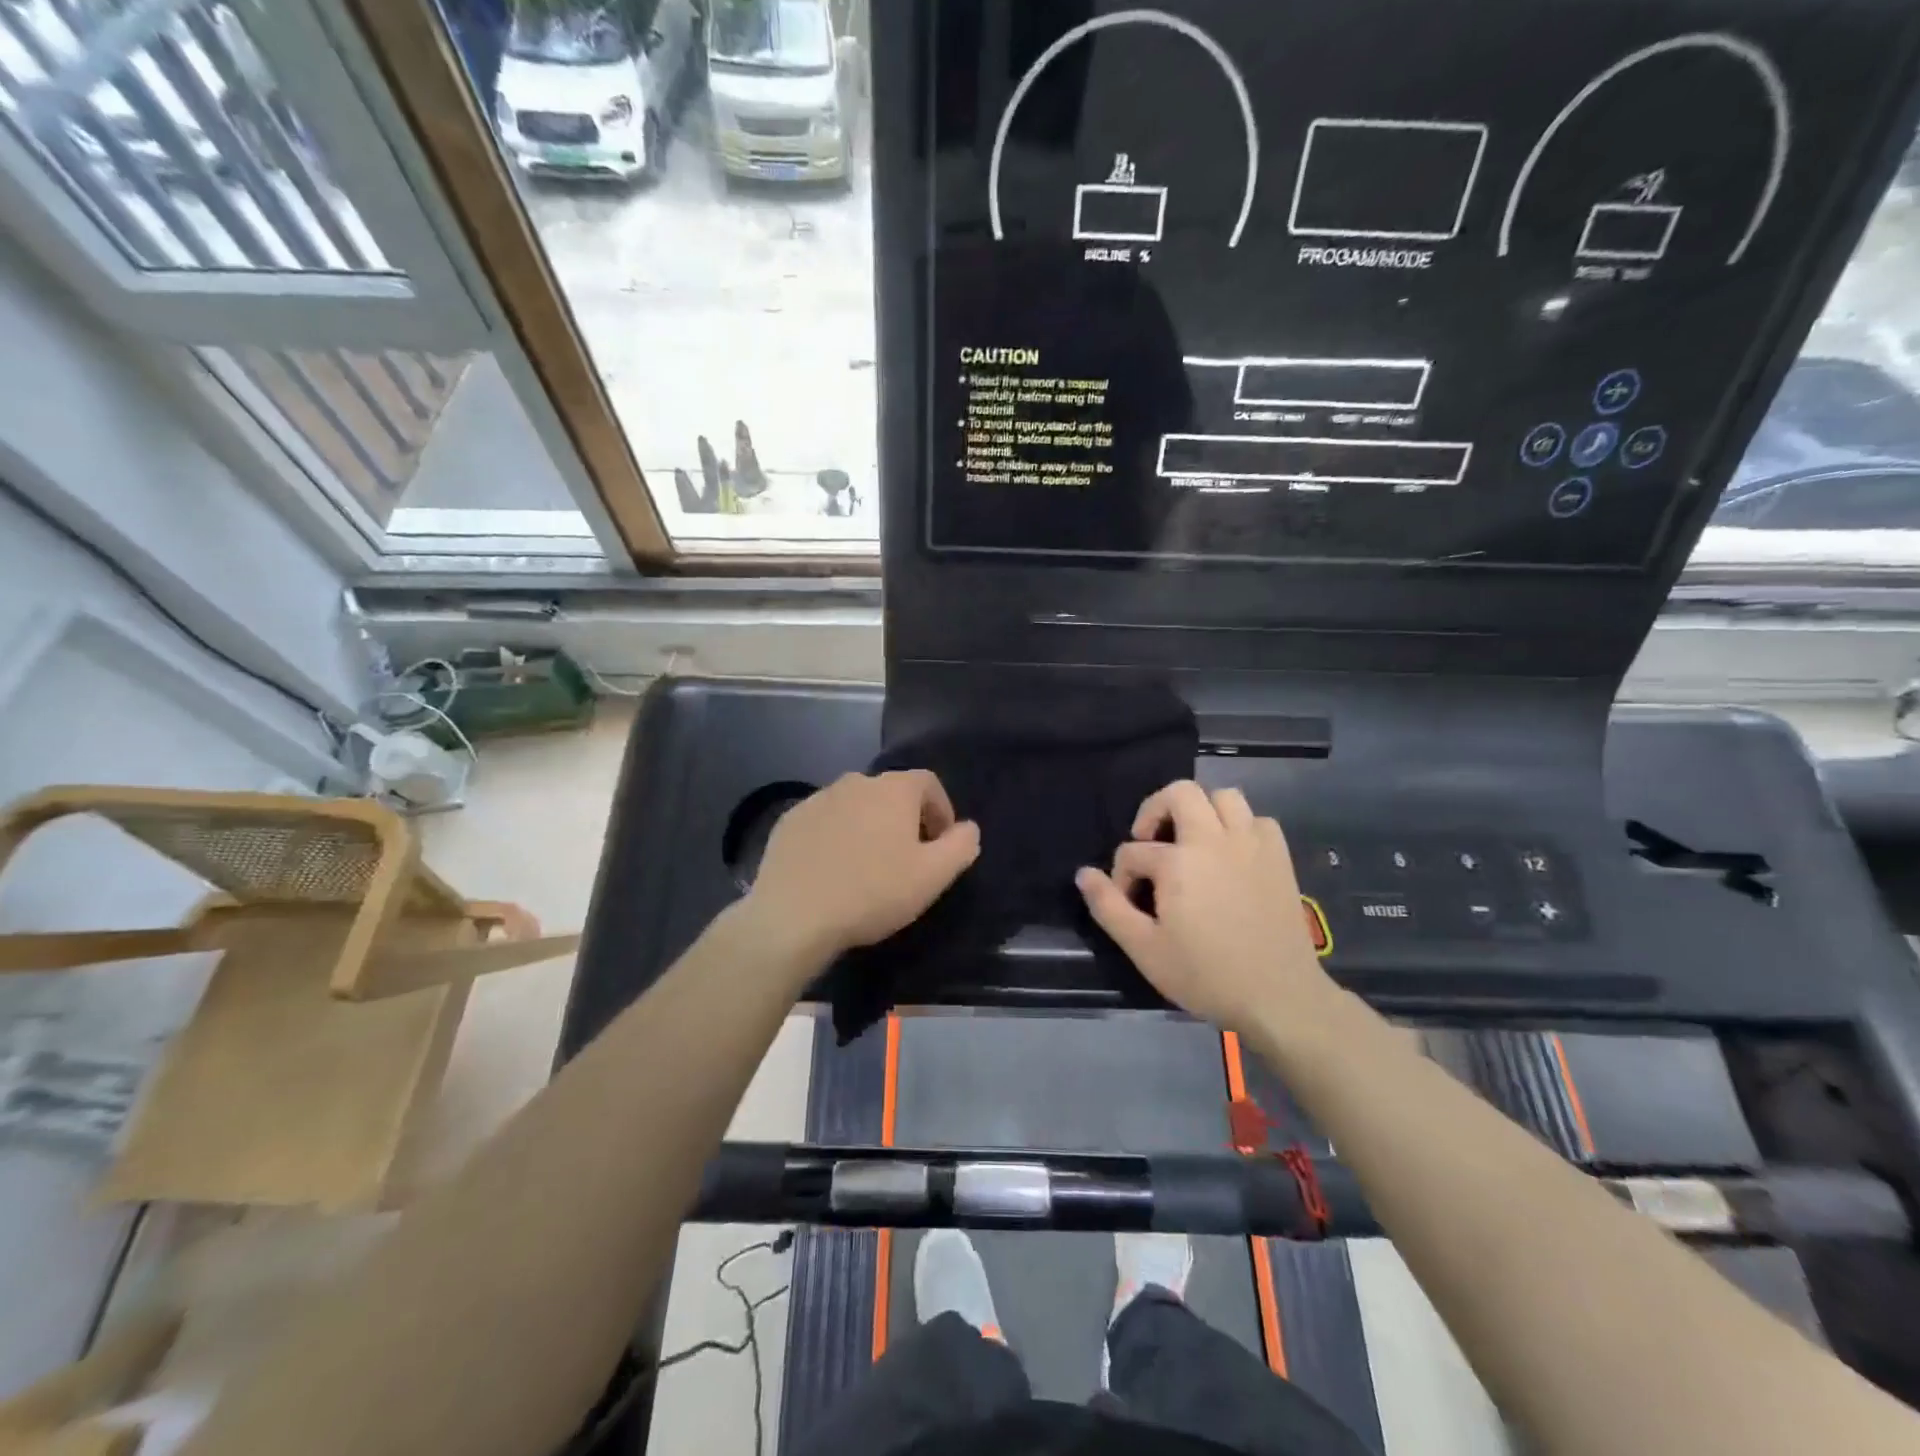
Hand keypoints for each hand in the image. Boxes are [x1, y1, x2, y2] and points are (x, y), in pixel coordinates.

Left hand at [746, 771, 980, 962]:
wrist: (794, 915)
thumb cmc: (873, 892)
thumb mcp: (933, 876)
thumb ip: (961, 845)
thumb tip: (968, 828)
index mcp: (893, 789)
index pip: (928, 783)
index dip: (941, 810)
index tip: (940, 844)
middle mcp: (855, 781)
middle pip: (891, 793)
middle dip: (904, 819)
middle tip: (906, 859)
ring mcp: (817, 799)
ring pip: (855, 806)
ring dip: (868, 827)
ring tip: (867, 866)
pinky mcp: (789, 821)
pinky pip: (824, 821)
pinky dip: (835, 837)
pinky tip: (832, 870)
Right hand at [1075, 781, 1334, 1038]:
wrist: (1279, 996)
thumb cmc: (1206, 975)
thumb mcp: (1144, 948)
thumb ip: (1108, 907)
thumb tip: (1084, 873)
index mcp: (1177, 861)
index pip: (1132, 852)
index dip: (1121, 876)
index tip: (1129, 902)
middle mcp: (1214, 839)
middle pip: (1180, 793)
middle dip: (1156, 810)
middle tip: (1150, 841)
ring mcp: (1251, 844)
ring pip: (1224, 796)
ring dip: (1202, 811)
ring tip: (1192, 841)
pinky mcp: (1279, 857)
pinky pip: (1258, 820)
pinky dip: (1241, 828)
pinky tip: (1232, 854)